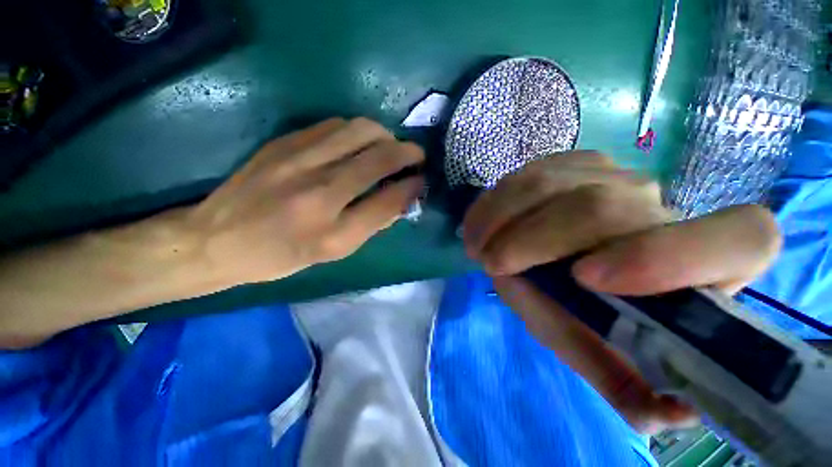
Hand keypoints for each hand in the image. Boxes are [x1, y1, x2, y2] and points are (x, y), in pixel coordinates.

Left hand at [186, 118, 423, 285]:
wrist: (216, 240)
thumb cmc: (280, 257)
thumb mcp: (332, 254)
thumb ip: (371, 225)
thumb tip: (402, 200)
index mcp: (333, 234)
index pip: (389, 200)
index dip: (413, 186)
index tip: (422, 180)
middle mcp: (319, 194)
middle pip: (379, 157)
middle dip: (408, 152)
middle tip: (416, 157)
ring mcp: (298, 161)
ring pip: (360, 130)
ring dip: (385, 136)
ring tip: (390, 147)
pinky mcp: (284, 143)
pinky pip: (334, 125)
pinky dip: (358, 131)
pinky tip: (359, 143)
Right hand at [462, 151, 780, 433]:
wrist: (557, 256)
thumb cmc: (586, 308)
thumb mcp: (596, 348)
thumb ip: (622, 380)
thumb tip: (662, 416)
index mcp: (698, 262)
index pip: (742, 238)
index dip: (672, 255)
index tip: (584, 279)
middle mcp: (658, 206)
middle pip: (602, 207)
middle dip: (533, 240)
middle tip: (491, 264)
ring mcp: (609, 174)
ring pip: (548, 184)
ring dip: (500, 218)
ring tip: (477, 246)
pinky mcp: (570, 163)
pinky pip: (526, 174)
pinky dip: (494, 202)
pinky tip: (480, 224)